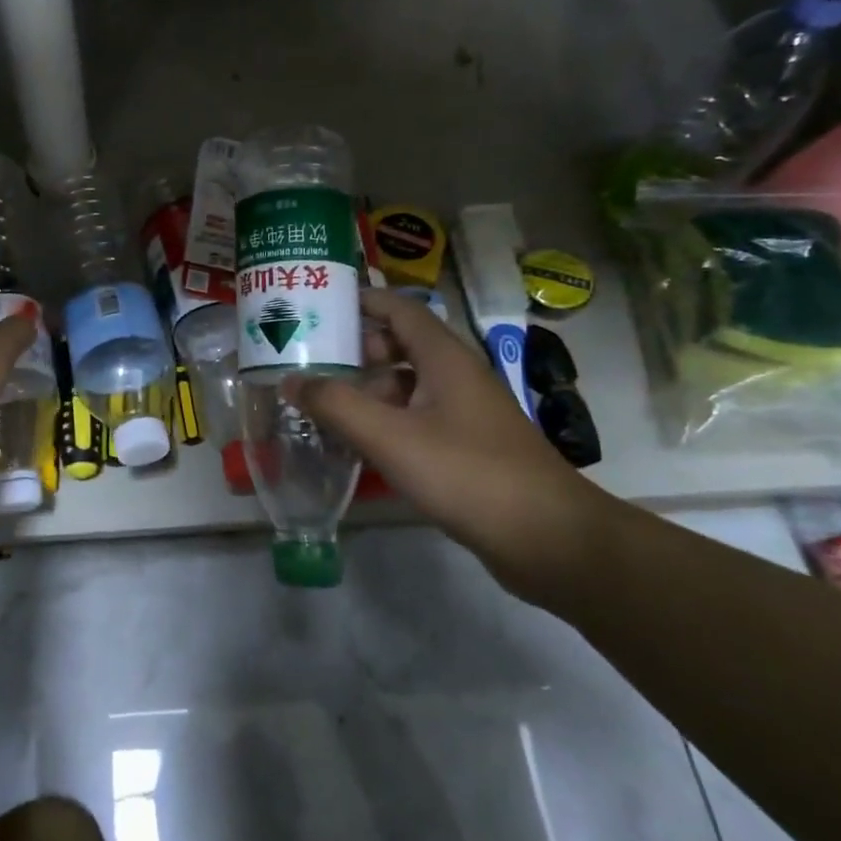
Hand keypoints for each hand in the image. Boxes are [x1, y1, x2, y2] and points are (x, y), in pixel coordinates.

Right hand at [286, 289, 604, 600]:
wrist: (550, 539)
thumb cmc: (468, 474)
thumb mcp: (391, 437)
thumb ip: (336, 405)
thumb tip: (290, 380)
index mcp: (444, 358)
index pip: (398, 308)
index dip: (360, 301)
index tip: (317, 306)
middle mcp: (456, 376)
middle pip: (399, 345)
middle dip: (354, 351)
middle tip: (310, 363)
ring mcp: (465, 412)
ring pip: (406, 385)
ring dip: (367, 390)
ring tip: (322, 404)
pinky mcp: (468, 446)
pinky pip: (416, 418)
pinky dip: (385, 421)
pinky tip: (357, 443)